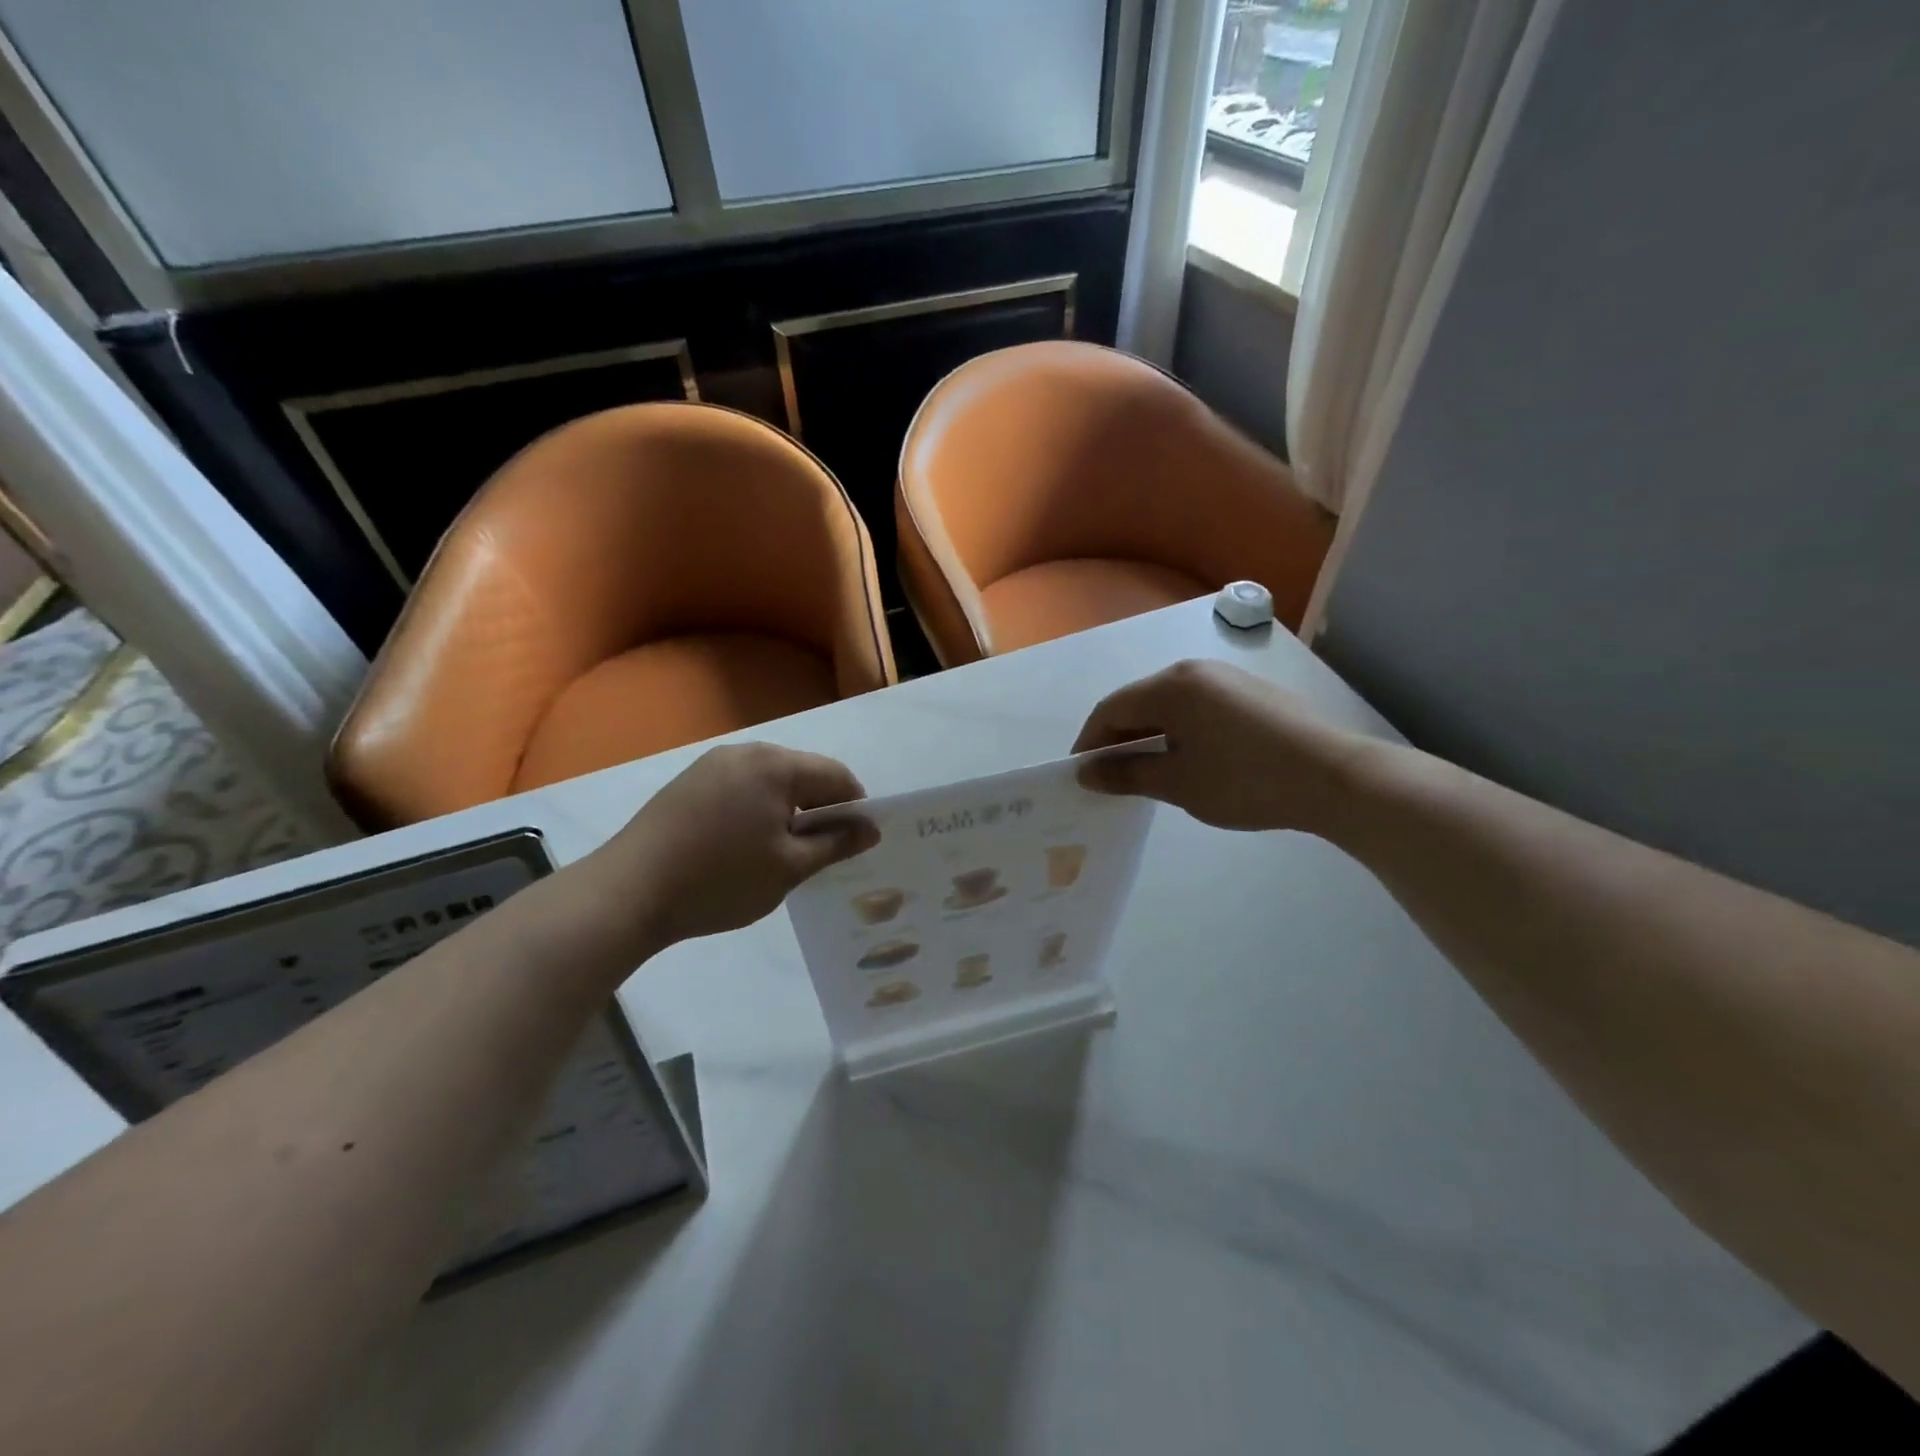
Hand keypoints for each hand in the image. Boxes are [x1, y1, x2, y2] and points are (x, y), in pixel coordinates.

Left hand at [590, 743, 878, 947]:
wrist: (628, 893)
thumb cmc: (721, 880)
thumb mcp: (790, 868)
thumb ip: (835, 844)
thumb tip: (870, 829)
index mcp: (776, 765)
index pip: (836, 775)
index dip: (855, 806)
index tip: (857, 841)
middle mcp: (745, 752)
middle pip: (803, 773)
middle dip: (821, 807)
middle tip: (822, 851)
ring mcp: (712, 764)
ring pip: (771, 780)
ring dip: (788, 808)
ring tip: (784, 850)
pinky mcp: (688, 782)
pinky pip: (741, 786)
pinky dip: (757, 808)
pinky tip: (746, 844)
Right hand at [1072, 659, 1367, 832]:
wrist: (1333, 777)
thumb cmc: (1244, 780)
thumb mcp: (1178, 783)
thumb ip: (1127, 773)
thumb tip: (1087, 773)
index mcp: (1170, 686)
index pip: (1111, 709)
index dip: (1090, 742)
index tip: (1082, 774)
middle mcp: (1194, 671)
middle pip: (1140, 702)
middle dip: (1119, 739)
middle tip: (1111, 777)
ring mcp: (1226, 679)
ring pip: (1170, 705)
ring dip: (1149, 735)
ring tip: (1148, 772)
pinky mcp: (1251, 693)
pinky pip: (1198, 708)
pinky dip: (1180, 731)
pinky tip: (1189, 759)